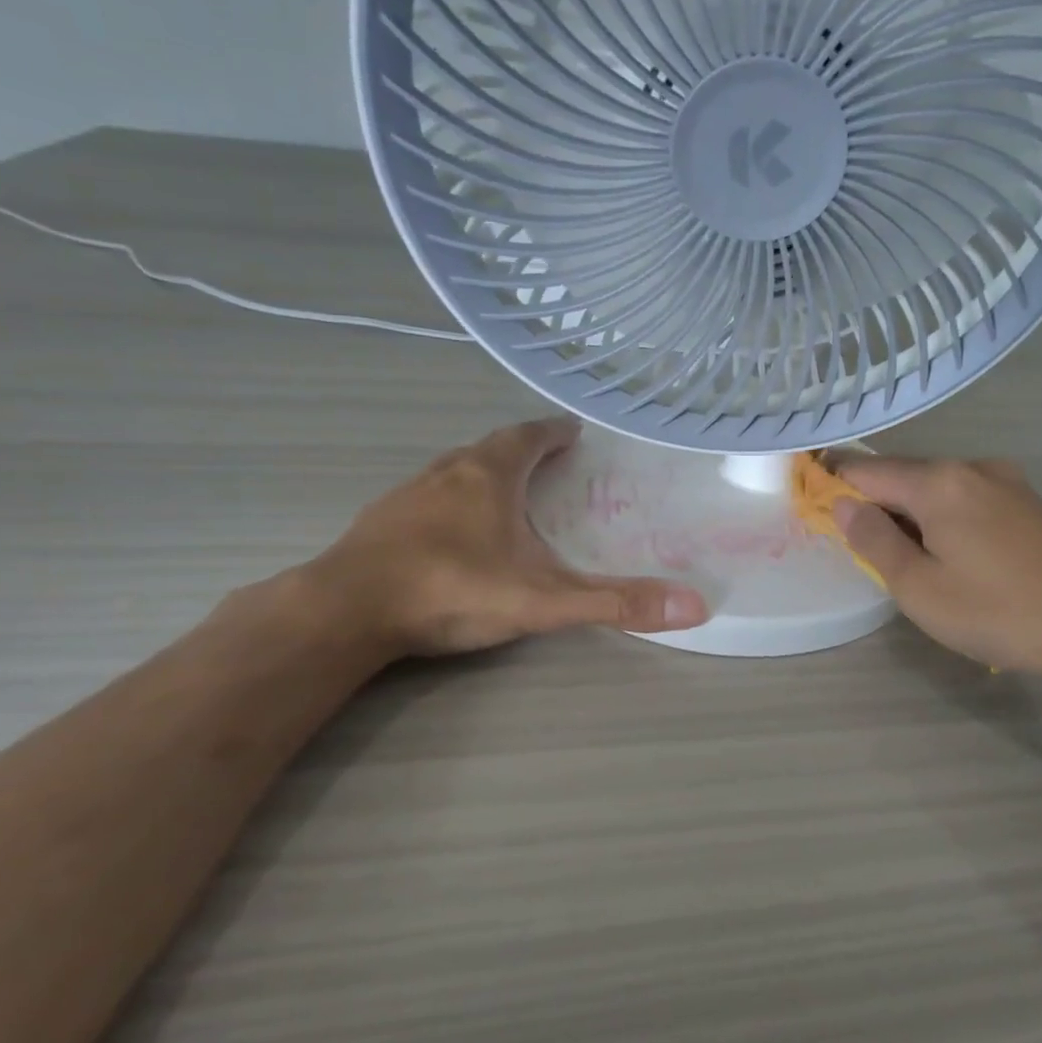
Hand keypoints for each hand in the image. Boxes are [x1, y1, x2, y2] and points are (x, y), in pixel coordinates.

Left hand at [301, 417, 707, 657]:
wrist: (346, 611)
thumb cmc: (452, 590)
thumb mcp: (544, 600)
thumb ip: (615, 603)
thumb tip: (695, 606)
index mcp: (490, 474)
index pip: (530, 435)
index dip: (555, 431)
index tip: (575, 431)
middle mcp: (448, 470)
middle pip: (493, 447)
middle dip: (524, 450)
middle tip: (551, 464)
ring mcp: (408, 493)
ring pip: (457, 469)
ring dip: (487, 473)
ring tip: (509, 493)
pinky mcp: (381, 520)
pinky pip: (429, 496)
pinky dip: (453, 500)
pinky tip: (456, 531)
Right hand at [833, 455, 1041, 686]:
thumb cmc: (996, 613)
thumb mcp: (919, 587)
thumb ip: (874, 540)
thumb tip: (843, 504)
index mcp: (939, 481)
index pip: (866, 470)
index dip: (832, 483)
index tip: (809, 501)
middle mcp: (971, 467)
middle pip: (902, 475)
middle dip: (873, 503)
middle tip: (857, 546)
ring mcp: (1005, 481)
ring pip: (935, 488)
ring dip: (909, 513)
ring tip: (904, 559)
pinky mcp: (1027, 502)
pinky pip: (965, 498)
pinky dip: (941, 517)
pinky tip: (949, 554)